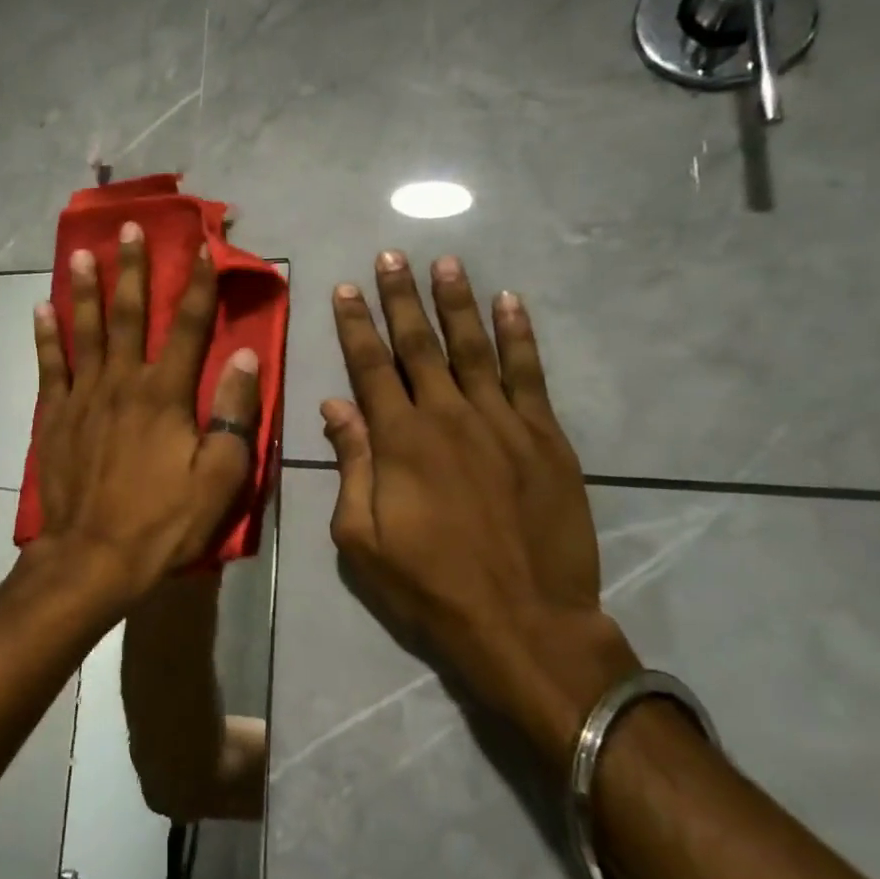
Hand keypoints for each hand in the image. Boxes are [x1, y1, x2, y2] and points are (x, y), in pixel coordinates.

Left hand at [32, 222, 262, 607]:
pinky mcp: (55, 415)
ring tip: (83, 252)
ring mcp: (83, 396)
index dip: (199, 284)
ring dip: (86, 288)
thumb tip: (248, 357)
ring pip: (86, 330)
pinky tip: (42, 308)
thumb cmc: (163, 521)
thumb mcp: (219, 477)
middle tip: (131, 228)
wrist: (93, 557)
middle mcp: (123, 382)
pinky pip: (50, 365)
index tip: (203, 247)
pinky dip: (46, 335)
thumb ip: (234, 414)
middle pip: (130, 314)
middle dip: (133, 268)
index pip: (189, 326)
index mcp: (166, 394)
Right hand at [321, 251, 636, 768]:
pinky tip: (510, 303)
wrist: (525, 622)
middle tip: (390, 256)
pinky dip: (519, 336)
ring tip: (446, 263)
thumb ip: (351, 465)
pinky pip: (529, 374)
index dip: (355, 325)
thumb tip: (335, 407)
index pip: (370, 366)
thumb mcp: (363, 537)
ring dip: (457, 302)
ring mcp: (502, 423)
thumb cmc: (431, 584)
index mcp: (399, 440)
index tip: (345, 288)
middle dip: (400, 298)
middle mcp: (448, 416)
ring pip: (474, 348)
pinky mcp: (544, 437)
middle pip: (419, 345)